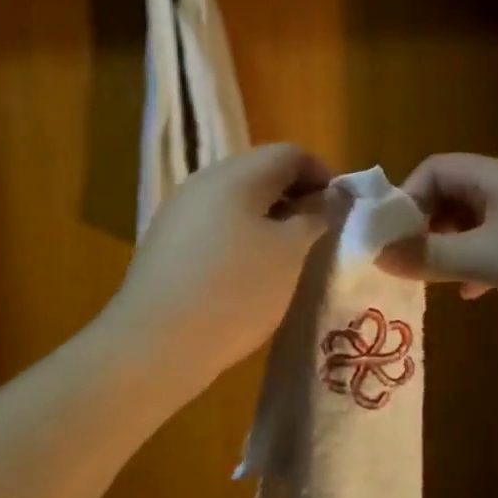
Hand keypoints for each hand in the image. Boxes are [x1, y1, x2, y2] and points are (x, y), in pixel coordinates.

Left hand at [104, 143, 331, 385]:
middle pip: (259, 174)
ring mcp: (178, 213)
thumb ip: (315, 217)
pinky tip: (246, 277)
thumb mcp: (290, 253)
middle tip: (317, 236)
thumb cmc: (236, 290)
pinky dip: (239, 240)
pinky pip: (212, 228)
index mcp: (236, 174)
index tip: (341, 213)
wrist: (157, 343)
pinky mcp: (164, 245)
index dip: (323, 176)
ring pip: (234, 203)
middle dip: (294, 199)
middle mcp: (202, 182)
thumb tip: (328, 197)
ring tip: (286, 260)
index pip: (290, 154)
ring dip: (267, 221)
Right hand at [381, 153, 497, 337]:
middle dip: (429, 226)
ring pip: (485, 223)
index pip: (437, 169)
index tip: (393, 238)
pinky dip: (489, 263)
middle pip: (459, 194)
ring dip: (457, 248)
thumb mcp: (491, 259)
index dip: (407, 198)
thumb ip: (432, 255)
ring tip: (441, 281)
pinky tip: (483, 292)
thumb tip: (380, 253)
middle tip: (413, 263)